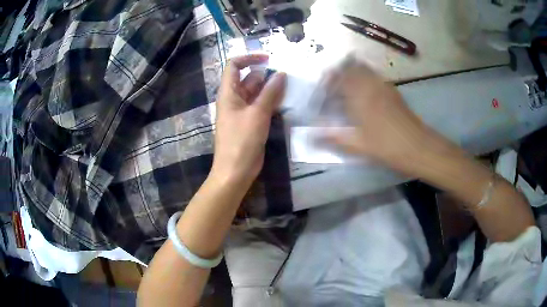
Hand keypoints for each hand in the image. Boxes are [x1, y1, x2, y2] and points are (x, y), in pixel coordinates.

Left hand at [211, 54, 286, 186]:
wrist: (236, 171)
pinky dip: (271, 102)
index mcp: (228, 93)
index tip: (268, 59)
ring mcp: (242, 111)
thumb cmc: (242, 141)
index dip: (249, 58)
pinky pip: (260, 106)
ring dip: (271, 89)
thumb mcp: (257, 114)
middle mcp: (234, 99)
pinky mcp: (250, 122)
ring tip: (289, 88)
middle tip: (286, 77)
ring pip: (257, 92)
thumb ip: (270, 92)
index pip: (234, 66)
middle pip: (249, 78)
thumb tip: (281, 74)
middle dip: (266, 75)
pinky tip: (285, 102)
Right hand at [326, 58, 444, 174]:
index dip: (326, 81)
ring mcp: (384, 86)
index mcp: (360, 94)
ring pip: (364, 69)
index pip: (337, 77)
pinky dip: (365, 79)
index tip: (321, 91)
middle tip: (332, 87)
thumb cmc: (386, 146)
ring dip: (352, 73)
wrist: (418, 147)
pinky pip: (375, 77)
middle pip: (351, 66)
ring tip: (346, 89)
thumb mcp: (356, 145)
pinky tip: (365, 95)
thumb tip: (310, 136)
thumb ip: (331, 137)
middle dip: (339, 72)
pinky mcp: (393, 91)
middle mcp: (371, 84)